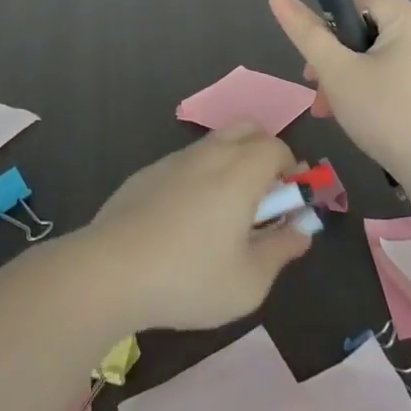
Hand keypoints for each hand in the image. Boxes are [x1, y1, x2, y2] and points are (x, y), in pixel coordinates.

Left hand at [86, 126, 314, 331]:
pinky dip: (199, 176)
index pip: (277, 147)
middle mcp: (209, 154)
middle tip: (262, 198)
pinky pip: (185, 162)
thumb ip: (281, 251)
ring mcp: (173, 160)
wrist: (109, 271)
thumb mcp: (248, 282)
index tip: (287, 204)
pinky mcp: (146, 173)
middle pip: (247, 128)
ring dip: (231, 163)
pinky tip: (184, 221)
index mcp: (240, 172)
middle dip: (264, 153)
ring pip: (214, 143)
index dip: (290, 170)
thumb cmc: (188, 279)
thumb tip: (301, 232)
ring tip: (224, 214)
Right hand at [269, 0, 410, 192]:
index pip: (357, 3)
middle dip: (339, 64)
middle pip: (370, 33)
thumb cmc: (391, 115)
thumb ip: (307, 35)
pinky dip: (383, 93)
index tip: (316, 71)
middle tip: (323, 102)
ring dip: (357, 82)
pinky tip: (373, 124)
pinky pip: (406, 78)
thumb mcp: (338, 74)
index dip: (329, 32)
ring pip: (386, 60)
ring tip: (341, 117)